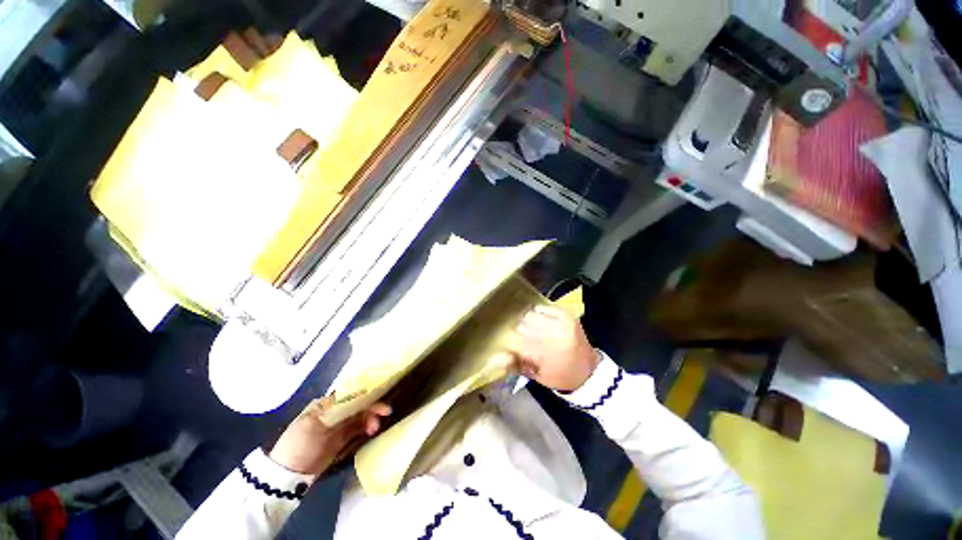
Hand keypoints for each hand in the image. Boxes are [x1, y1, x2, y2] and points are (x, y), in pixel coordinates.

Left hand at [269, 397, 391, 478]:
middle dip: (372, 407)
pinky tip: (372, 431)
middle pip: (358, 404)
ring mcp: (338, 426)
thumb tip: (358, 395)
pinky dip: (366, 427)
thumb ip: (337, 409)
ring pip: (360, 416)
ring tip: (375, 429)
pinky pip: (358, 429)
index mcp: (326, 404)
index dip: (366, 394)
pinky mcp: (341, 440)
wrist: (286, 475)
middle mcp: (334, 411)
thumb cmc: (299, 444)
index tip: (380, 398)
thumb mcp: (314, 424)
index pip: (351, 393)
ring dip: (371, 418)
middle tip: (385, 414)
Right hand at [509, 305, 599, 391]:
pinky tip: (541, 322)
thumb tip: (494, 358)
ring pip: (531, 314)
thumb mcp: (536, 375)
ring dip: (529, 321)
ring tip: (533, 330)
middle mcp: (555, 333)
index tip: (512, 345)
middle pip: (523, 324)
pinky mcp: (566, 313)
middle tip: (525, 339)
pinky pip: (542, 307)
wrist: (588, 370)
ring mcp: (562, 321)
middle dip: (521, 331)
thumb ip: (515, 365)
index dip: (512, 342)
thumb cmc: (559, 375)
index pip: (518, 340)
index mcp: (547, 353)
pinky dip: (539, 314)